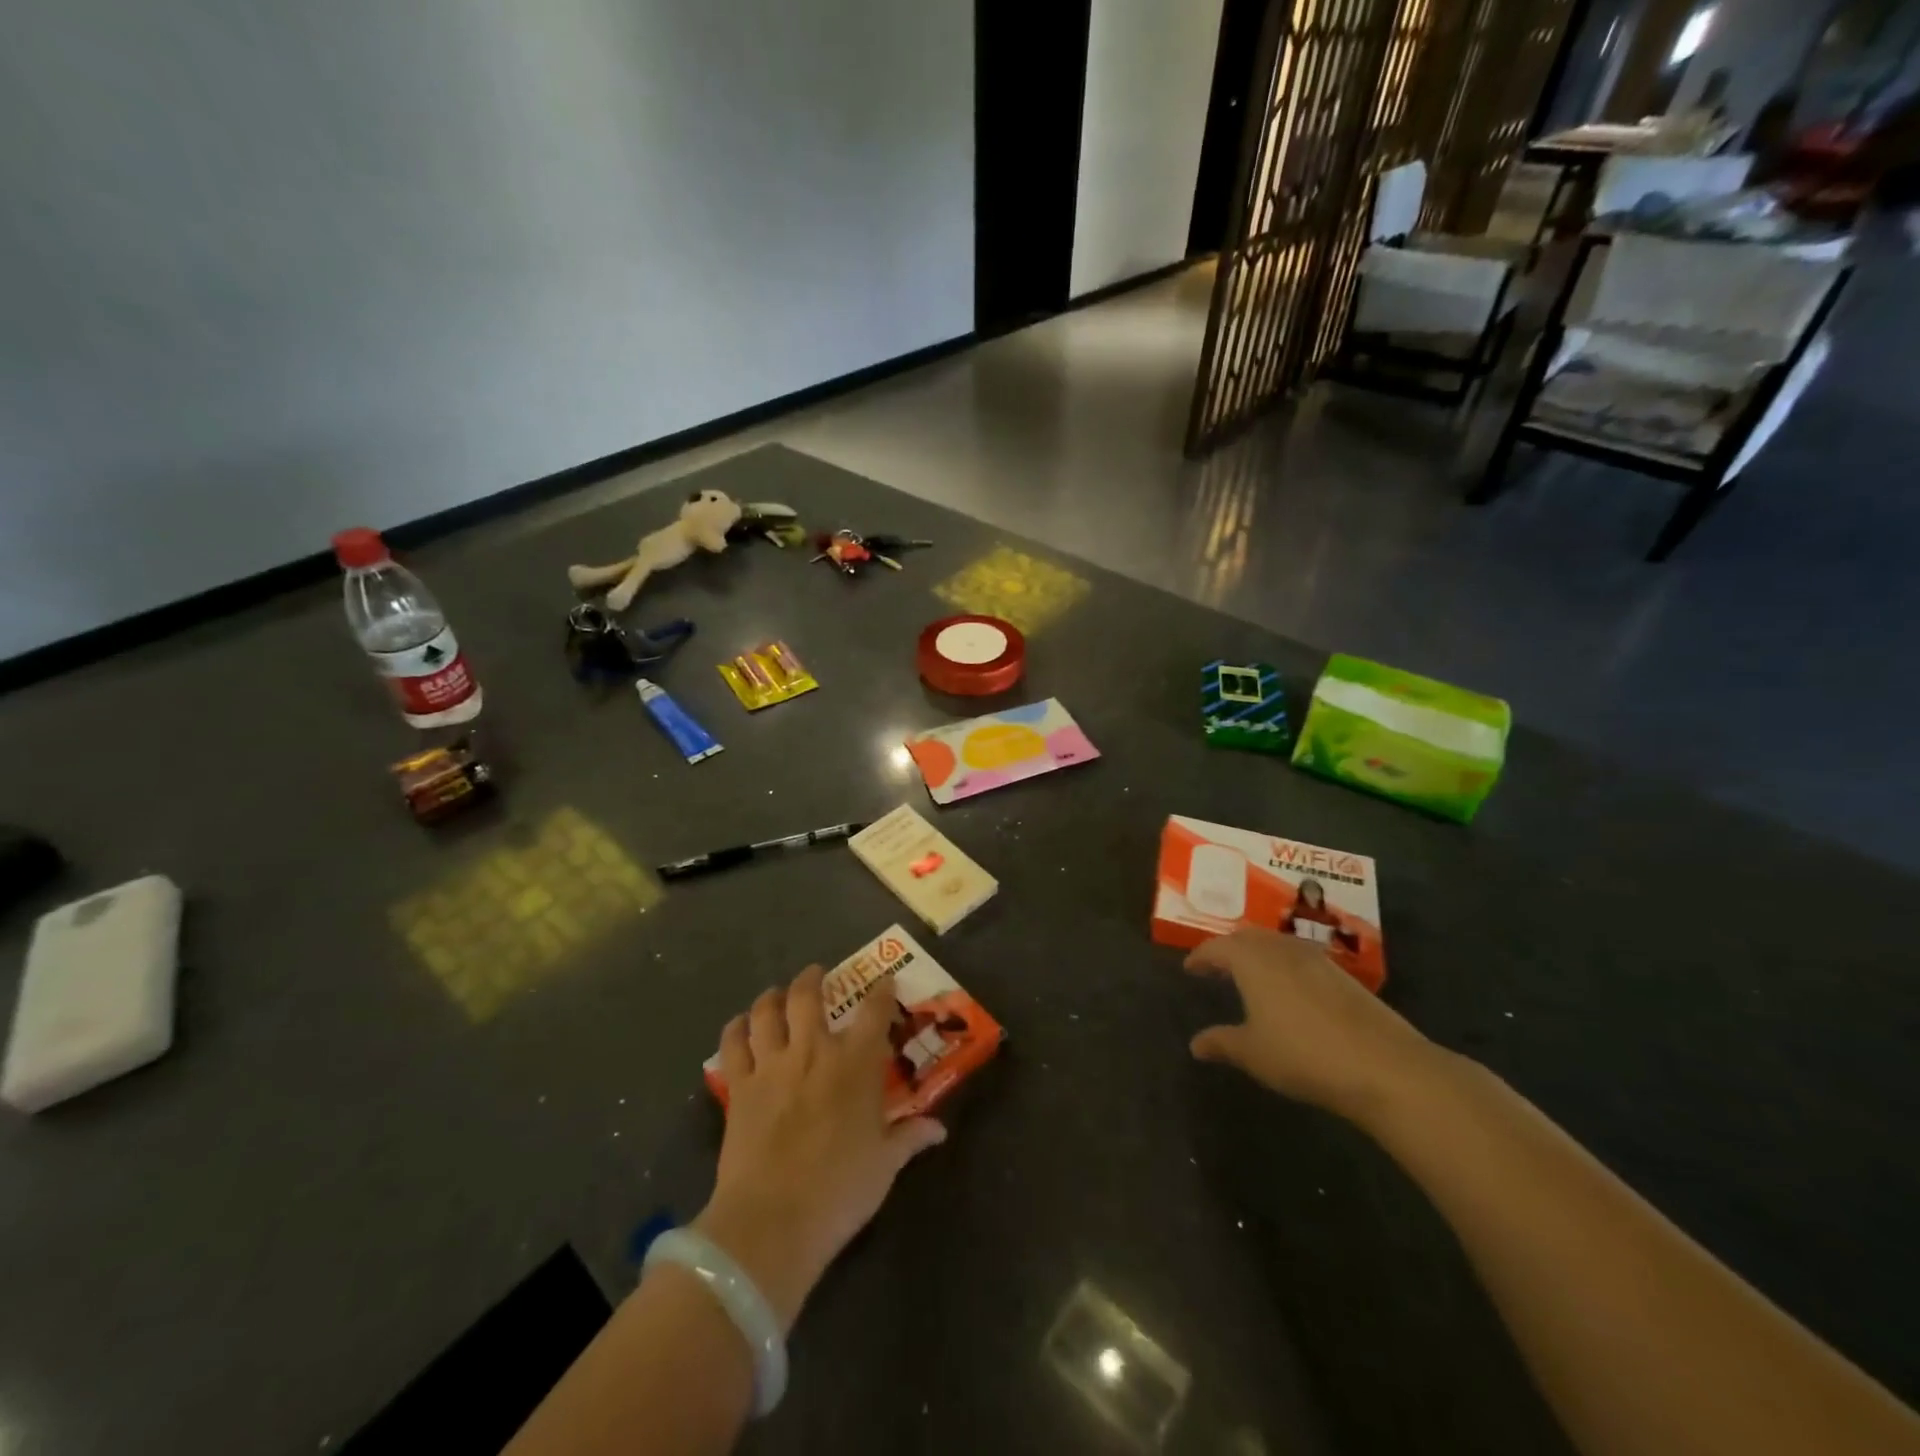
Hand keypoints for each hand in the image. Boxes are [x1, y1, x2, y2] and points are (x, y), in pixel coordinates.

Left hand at [692, 966, 945, 1333]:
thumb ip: (910, 1138)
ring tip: (776, 994)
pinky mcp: (739, 1087)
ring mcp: (771, 1065)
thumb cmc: (840, 1191)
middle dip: (813, 979)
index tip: (886, 982)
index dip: (882, 990)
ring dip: (772, 997)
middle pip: (808, 996)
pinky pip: (732, 1045)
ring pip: (766, 1011)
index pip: (874, 1011)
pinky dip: (735, 1030)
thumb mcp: (884, 1165)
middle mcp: (813, 1050)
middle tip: (817, 975)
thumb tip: (939, 1129)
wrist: (772, 1221)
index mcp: (855, 1063)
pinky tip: (739, 1027)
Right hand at [1185, 928, 1440, 1123]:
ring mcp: (1316, 959)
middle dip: (1229, 948)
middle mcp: (1281, 950)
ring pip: (1277, 944)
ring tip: (1250, 975)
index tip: (1190, 968)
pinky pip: (1301, 958)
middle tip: (1217, 966)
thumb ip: (1222, 1043)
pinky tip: (1289, 990)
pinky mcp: (1343, 976)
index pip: (1217, 947)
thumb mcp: (1253, 1053)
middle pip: (1248, 937)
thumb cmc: (1303, 1055)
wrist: (1384, 1066)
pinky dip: (1284, 965)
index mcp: (1252, 961)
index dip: (1200, 956)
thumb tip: (1196, 1043)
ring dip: (1258, 954)